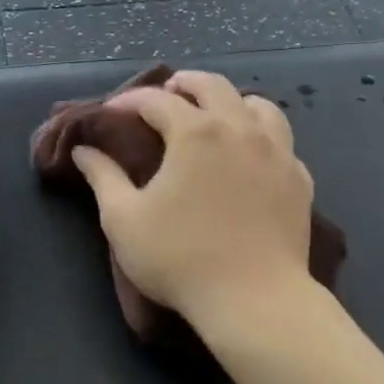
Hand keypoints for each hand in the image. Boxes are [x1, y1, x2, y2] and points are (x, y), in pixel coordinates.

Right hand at [71, 71, 316, 328]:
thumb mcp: (124, 219)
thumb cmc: (180, 258)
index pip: (156, 99)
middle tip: (166, 93)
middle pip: (213, 86)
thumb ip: (103, 177)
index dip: (129, 100)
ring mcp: (277, 152)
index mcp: (195, 132)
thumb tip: (84, 150)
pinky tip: (250, 155)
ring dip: (231, 101)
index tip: (111, 112)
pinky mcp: (299, 179)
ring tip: (215, 115)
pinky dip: (261, 136)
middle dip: (184, 84)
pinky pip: (281, 141)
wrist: (255, 300)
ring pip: (258, 106)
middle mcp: (239, 129)